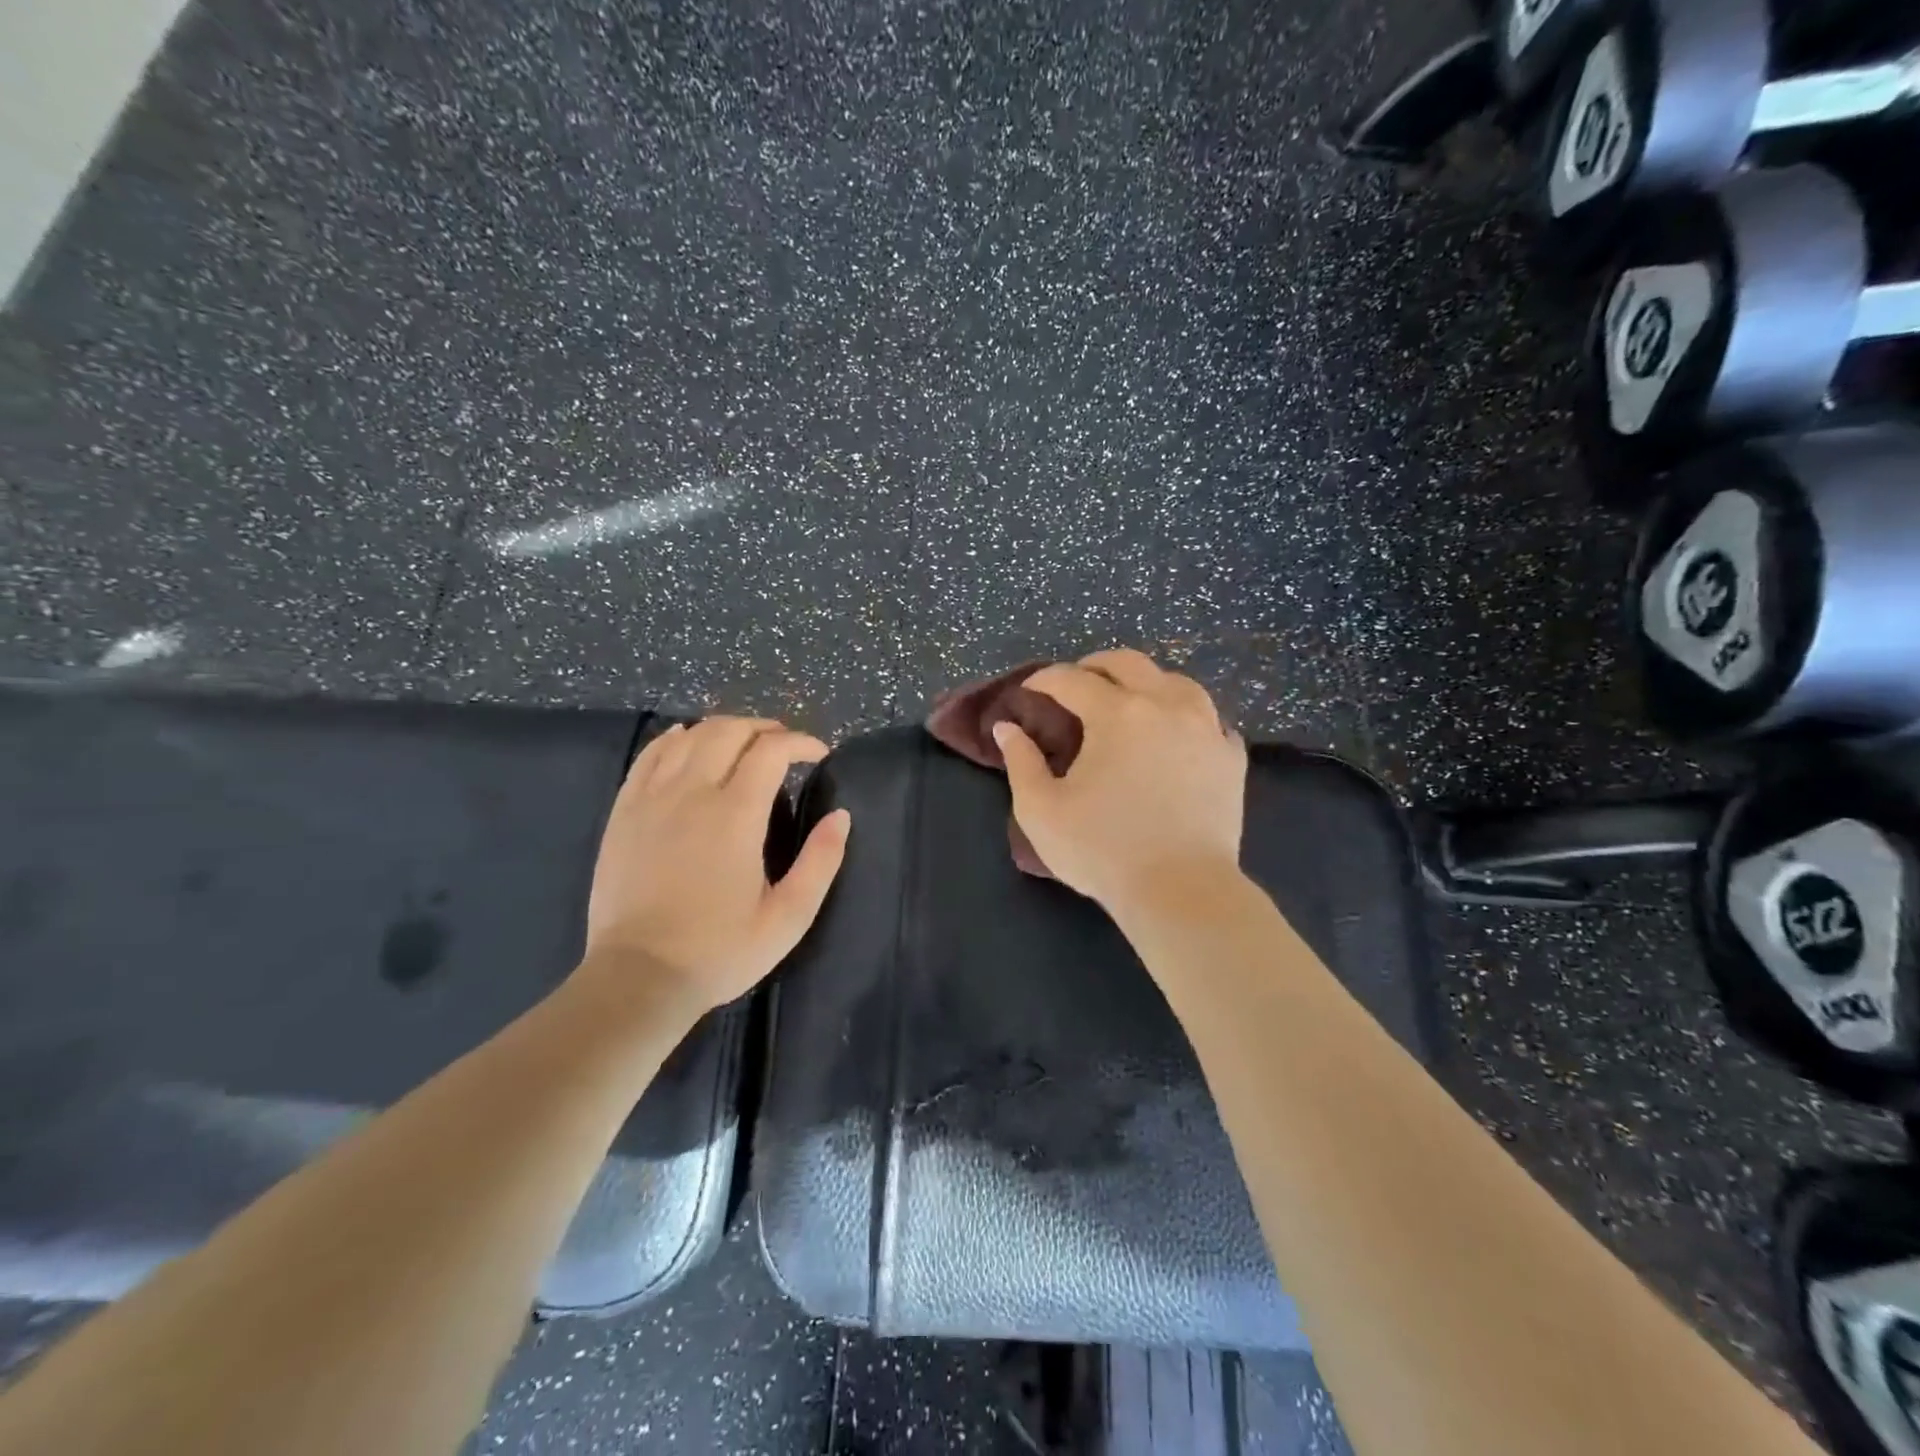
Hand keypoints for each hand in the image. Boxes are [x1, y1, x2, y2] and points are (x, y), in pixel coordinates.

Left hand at [576, 717, 850, 1017]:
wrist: (638, 978)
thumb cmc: (720, 951)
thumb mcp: (788, 918)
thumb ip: (821, 862)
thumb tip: (840, 816)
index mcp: (736, 815)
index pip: (771, 750)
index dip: (800, 742)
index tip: (819, 754)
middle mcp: (692, 793)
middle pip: (729, 731)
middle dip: (764, 728)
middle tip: (785, 746)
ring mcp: (651, 798)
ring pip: (690, 736)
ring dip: (724, 729)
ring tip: (744, 742)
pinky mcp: (624, 811)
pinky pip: (649, 755)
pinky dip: (674, 738)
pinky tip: (687, 739)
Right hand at [994, 649, 1245, 912]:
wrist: (1181, 891)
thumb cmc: (1102, 851)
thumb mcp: (1041, 810)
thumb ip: (1020, 762)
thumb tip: (1007, 728)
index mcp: (1117, 714)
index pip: (1072, 680)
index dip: (1044, 680)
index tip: (1028, 691)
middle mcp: (1165, 706)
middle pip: (1128, 663)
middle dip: (1094, 666)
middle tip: (1075, 685)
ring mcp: (1206, 729)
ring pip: (1176, 682)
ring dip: (1146, 683)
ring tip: (1130, 701)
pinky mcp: (1231, 757)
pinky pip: (1209, 719)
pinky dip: (1186, 717)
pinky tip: (1177, 734)